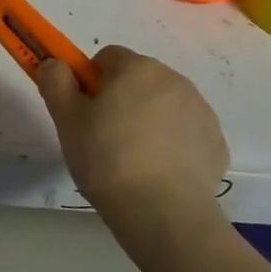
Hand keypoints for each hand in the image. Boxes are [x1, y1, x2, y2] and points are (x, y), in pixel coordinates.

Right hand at [36, 46, 228, 220]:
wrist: (163, 213)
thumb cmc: (107, 159)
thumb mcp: (66, 120)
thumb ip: (56, 82)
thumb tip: (55, 63)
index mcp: (137, 68)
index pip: (107, 58)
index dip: (91, 82)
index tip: (84, 113)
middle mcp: (173, 79)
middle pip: (138, 79)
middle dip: (121, 100)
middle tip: (103, 137)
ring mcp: (200, 110)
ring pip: (163, 105)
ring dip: (148, 120)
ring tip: (132, 160)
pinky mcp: (215, 142)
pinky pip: (185, 133)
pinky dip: (172, 145)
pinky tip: (159, 173)